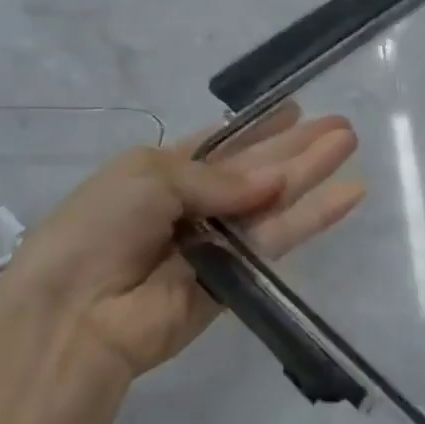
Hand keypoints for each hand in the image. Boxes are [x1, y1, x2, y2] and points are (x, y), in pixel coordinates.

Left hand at [0, 105, 362, 380]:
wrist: (74, 314)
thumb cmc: (102, 225)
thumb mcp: (151, 175)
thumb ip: (218, 177)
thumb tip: (273, 182)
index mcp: (165, 172)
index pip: (223, 145)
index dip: (259, 128)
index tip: (296, 109)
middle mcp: (195, 205)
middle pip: (257, 169)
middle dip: (297, 146)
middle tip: (343, 125)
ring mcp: (217, 242)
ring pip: (275, 201)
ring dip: (313, 173)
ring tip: (350, 145)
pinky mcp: (236, 280)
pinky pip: (279, 241)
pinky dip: (314, 218)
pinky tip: (348, 194)